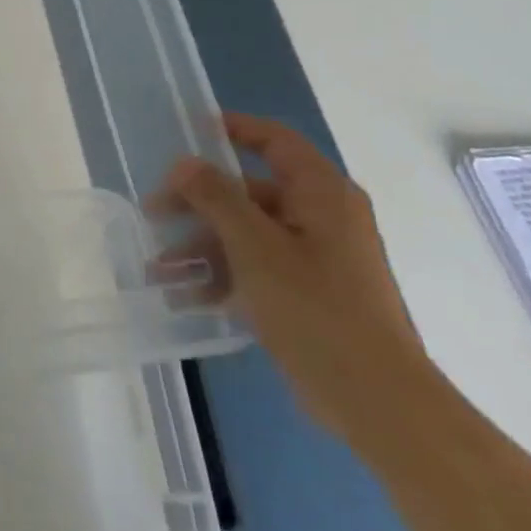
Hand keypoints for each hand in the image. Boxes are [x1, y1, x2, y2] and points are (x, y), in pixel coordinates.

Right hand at [156, 112, 432, 446]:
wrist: (377, 401)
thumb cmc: (316, 309)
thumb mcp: (255, 247)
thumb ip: (216, 198)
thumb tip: (184, 162)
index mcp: (321, 193)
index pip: (274, 141)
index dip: (232, 129)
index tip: (187, 131)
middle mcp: (321, 217)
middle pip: (249, 192)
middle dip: (197, 203)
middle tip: (153, 213)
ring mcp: (315, 257)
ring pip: (246, 234)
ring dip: (201, 247)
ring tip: (159, 269)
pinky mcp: (307, 293)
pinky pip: (255, 269)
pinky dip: (222, 277)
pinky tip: (185, 297)